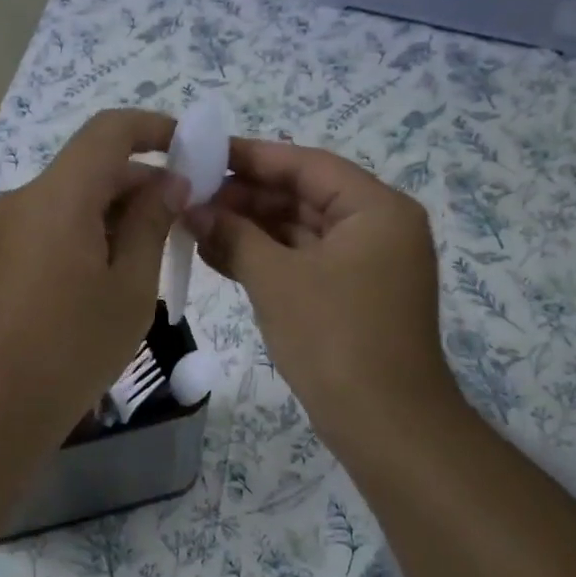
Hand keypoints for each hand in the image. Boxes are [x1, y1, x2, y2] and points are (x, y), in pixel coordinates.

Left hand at [0, 109, 185, 447]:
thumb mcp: (130, 289)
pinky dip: (84, 235)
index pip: (108, 131)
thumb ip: (152, 225)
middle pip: (89, 168)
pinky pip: (48, 228)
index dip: (153, 128)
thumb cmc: (72, 348)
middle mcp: (23, 199)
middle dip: (140, 184)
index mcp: (58, 196)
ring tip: (151, 258)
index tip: (190, 149)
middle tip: (182, 221)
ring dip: (113, 214)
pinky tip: (108, 278)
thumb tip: (169, 183)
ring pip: (69, 201)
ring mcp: (2, 230)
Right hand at [187, 138, 458, 459]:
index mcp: (376, 209)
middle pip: (305, 196)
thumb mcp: (277, 280)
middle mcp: (378, 228)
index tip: (204, 153)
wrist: (383, 423)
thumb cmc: (334, 338)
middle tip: (192, 196)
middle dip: (247, 197)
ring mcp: (366, 266)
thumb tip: (193, 209)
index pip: (308, 165)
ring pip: (301, 232)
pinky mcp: (351, 297)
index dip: (253, 157)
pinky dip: (266, 259)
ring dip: (251, 230)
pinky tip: (219, 255)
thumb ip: (234, 235)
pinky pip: (304, 263)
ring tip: (195, 225)